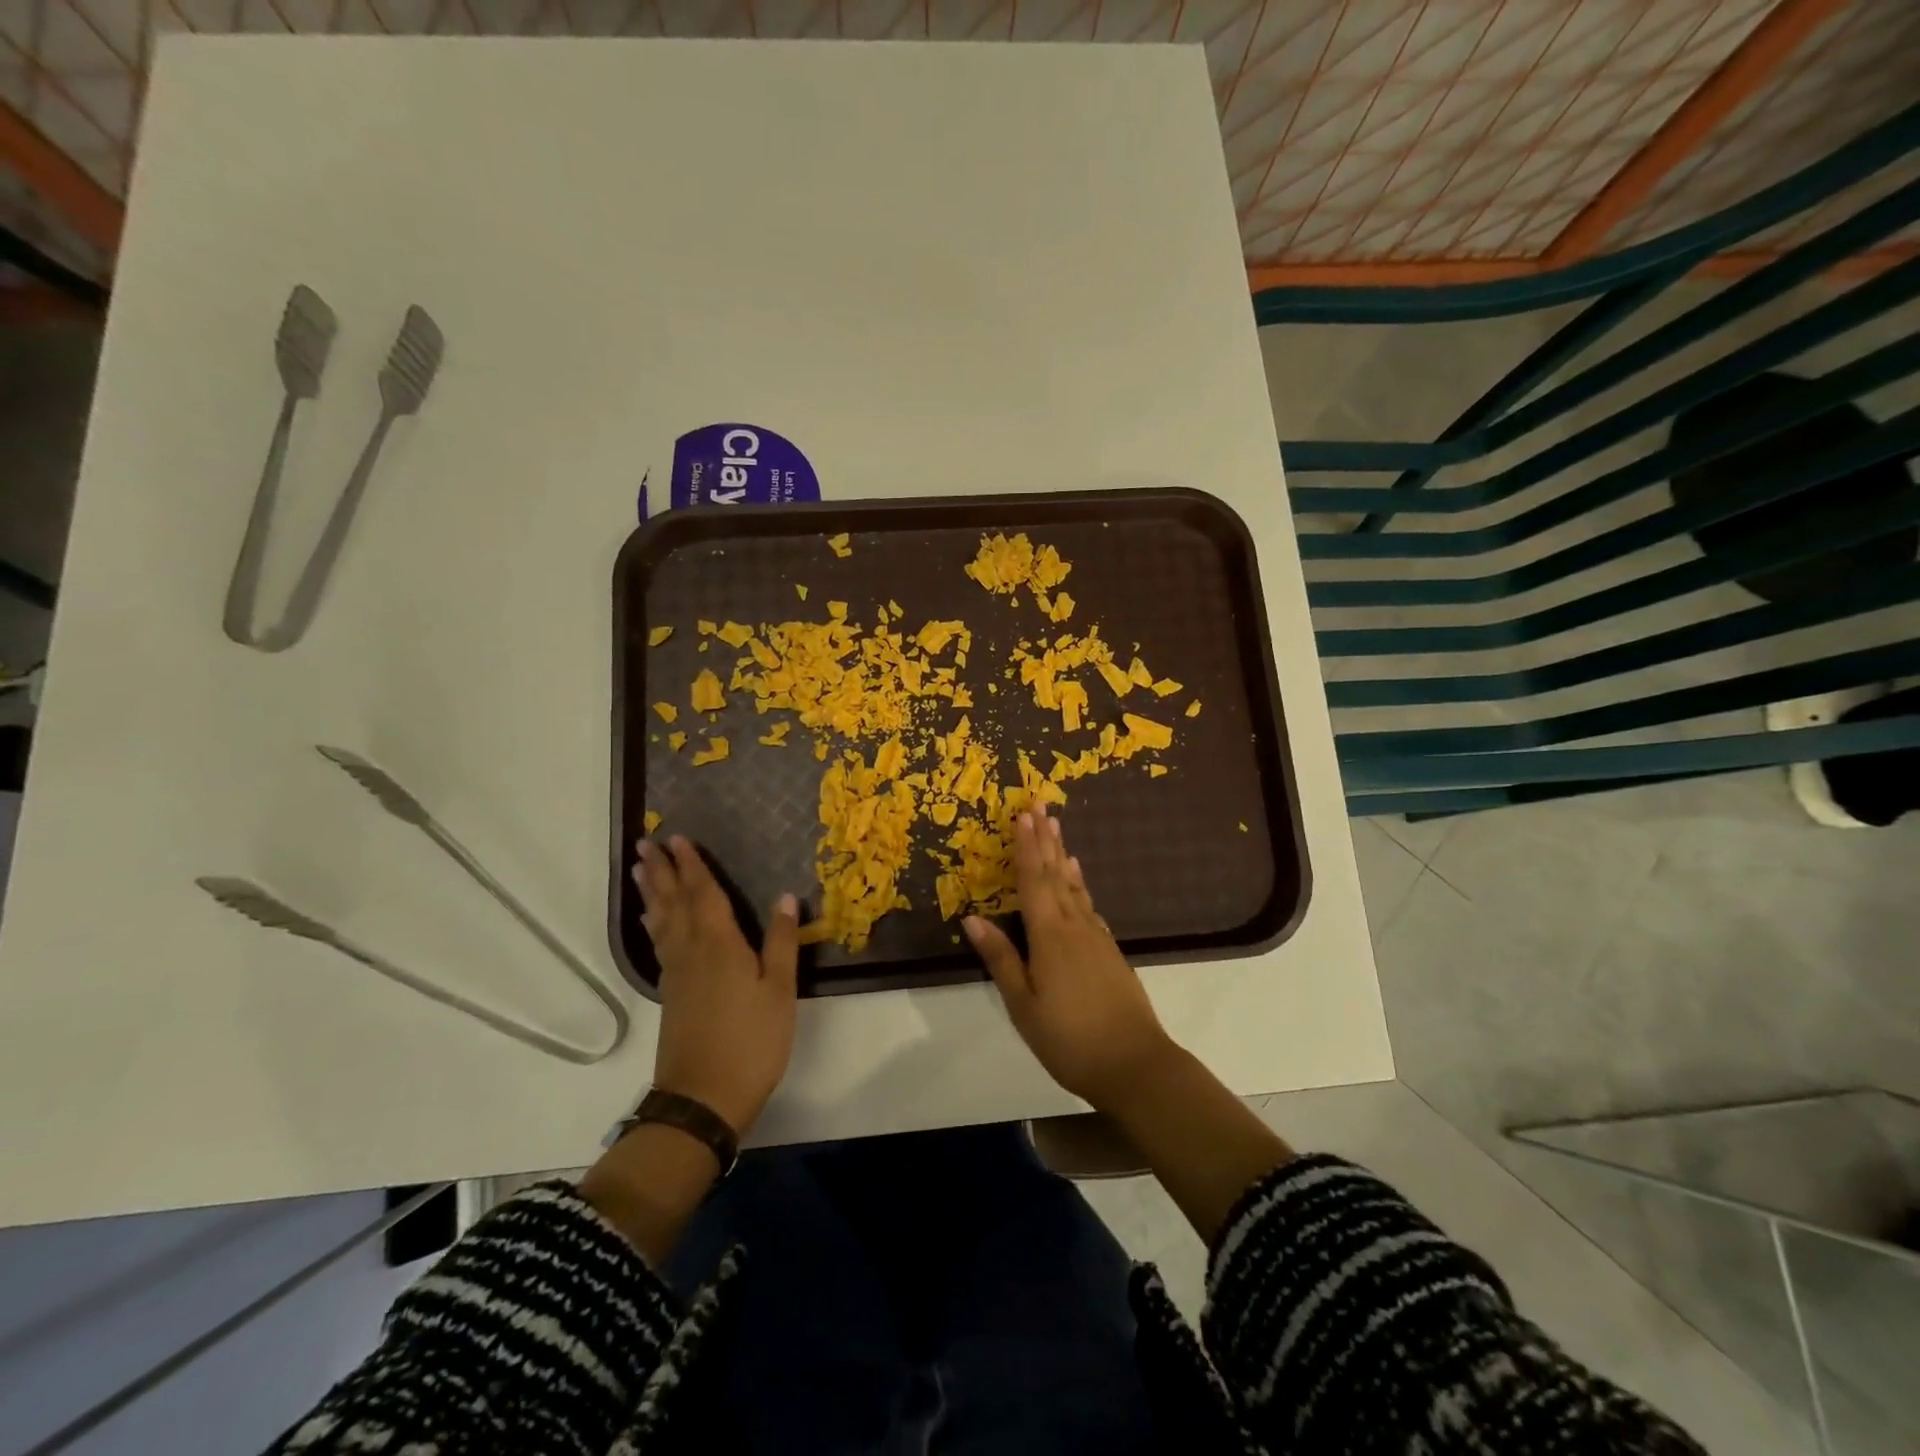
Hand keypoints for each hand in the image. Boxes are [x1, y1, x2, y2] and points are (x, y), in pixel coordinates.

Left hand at [634, 836, 798, 1135]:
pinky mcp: (670, 994)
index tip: (678, 839)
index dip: (692, 865)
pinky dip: (653, 924)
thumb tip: (786, 896)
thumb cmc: (752, 1041)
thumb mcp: (779, 991)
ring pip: (661, 922)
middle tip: (645, 843)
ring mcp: (676, 974)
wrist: (704, 1098)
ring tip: (639, 871)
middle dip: (662, 871)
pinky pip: (659, 944)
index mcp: (719, 945)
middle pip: (674, 902)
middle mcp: (691, 951)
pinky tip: (652, 922)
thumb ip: (781, 942)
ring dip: (651, 893)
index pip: (704, 894)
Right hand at [964, 804, 1175, 1110]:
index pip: (1033, 881)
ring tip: (1057, 830)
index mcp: (1050, 936)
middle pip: (1056, 875)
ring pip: (1075, 887)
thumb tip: (972, 918)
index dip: (1026, 847)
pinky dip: (1079, 885)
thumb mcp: (1024, 1005)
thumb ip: (1001, 959)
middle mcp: (1075, 926)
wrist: (1135, 1064)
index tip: (1023, 815)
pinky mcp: (1110, 951)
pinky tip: (1077, 880)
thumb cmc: (1070, 1039)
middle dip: (1045, 840)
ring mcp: (1097, 937)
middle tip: (1040, 806)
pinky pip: (1089, 905)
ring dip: (1062, 856)